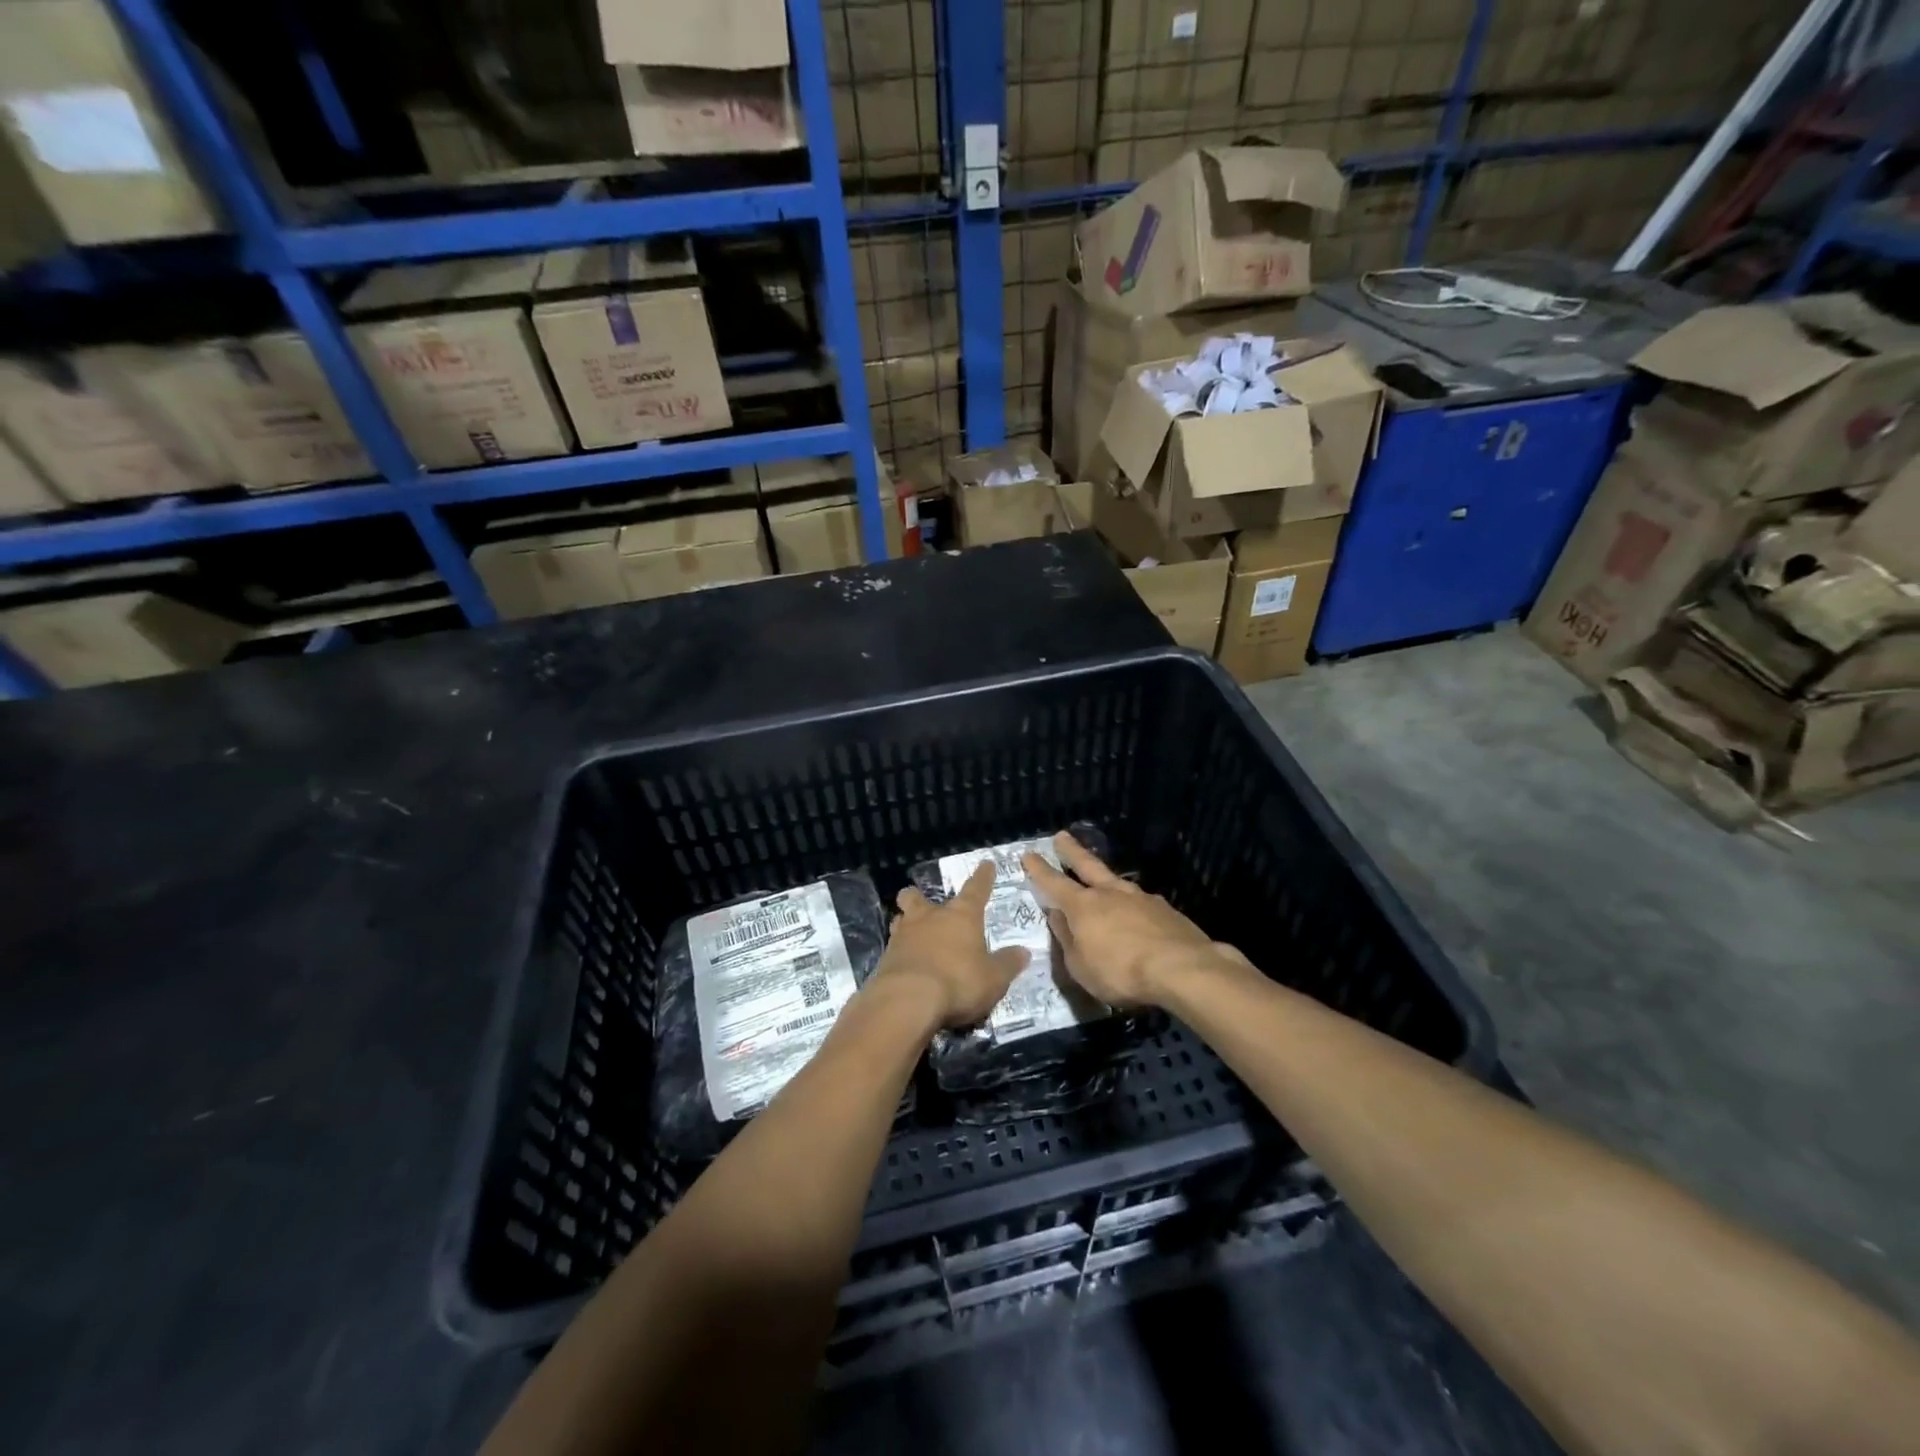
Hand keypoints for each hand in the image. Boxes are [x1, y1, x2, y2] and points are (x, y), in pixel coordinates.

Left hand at [873, 863, 1029, 1028]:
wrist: (906, 1001)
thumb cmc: (958, 982)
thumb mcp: (993, 978)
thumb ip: (1008, 964)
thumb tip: (1023, 952)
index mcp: (961, 916)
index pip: (976, 889)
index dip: (983, 877)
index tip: (986, 864)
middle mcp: (929, 918)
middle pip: (918, 897)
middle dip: (919, 897)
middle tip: (923, 904)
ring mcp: (903, 936)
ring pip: (900, 919)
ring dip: (906, 924)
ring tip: (913, 935)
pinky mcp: (885, 958)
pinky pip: (893, 948)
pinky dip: (900, 953)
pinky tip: (905, 965)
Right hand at [1021, 832, 1241, 1008]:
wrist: (1181, 968)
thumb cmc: (1121, 971)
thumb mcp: (1080, 966)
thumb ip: (1067, 940)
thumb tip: (1057, 916)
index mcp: (1083, 906)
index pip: (1054, 883)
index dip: (1039, 870)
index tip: (1028, 854)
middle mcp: (1110, 894)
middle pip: (1087, 865)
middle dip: (1071, 851)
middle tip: (1061, 836)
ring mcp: (1141, 898)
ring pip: (1117, 882)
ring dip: (1106, 879)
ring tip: (1103, 880)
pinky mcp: (1166, 911)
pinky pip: (1141, 903)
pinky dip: (1133, 906)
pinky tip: (1137, 915)